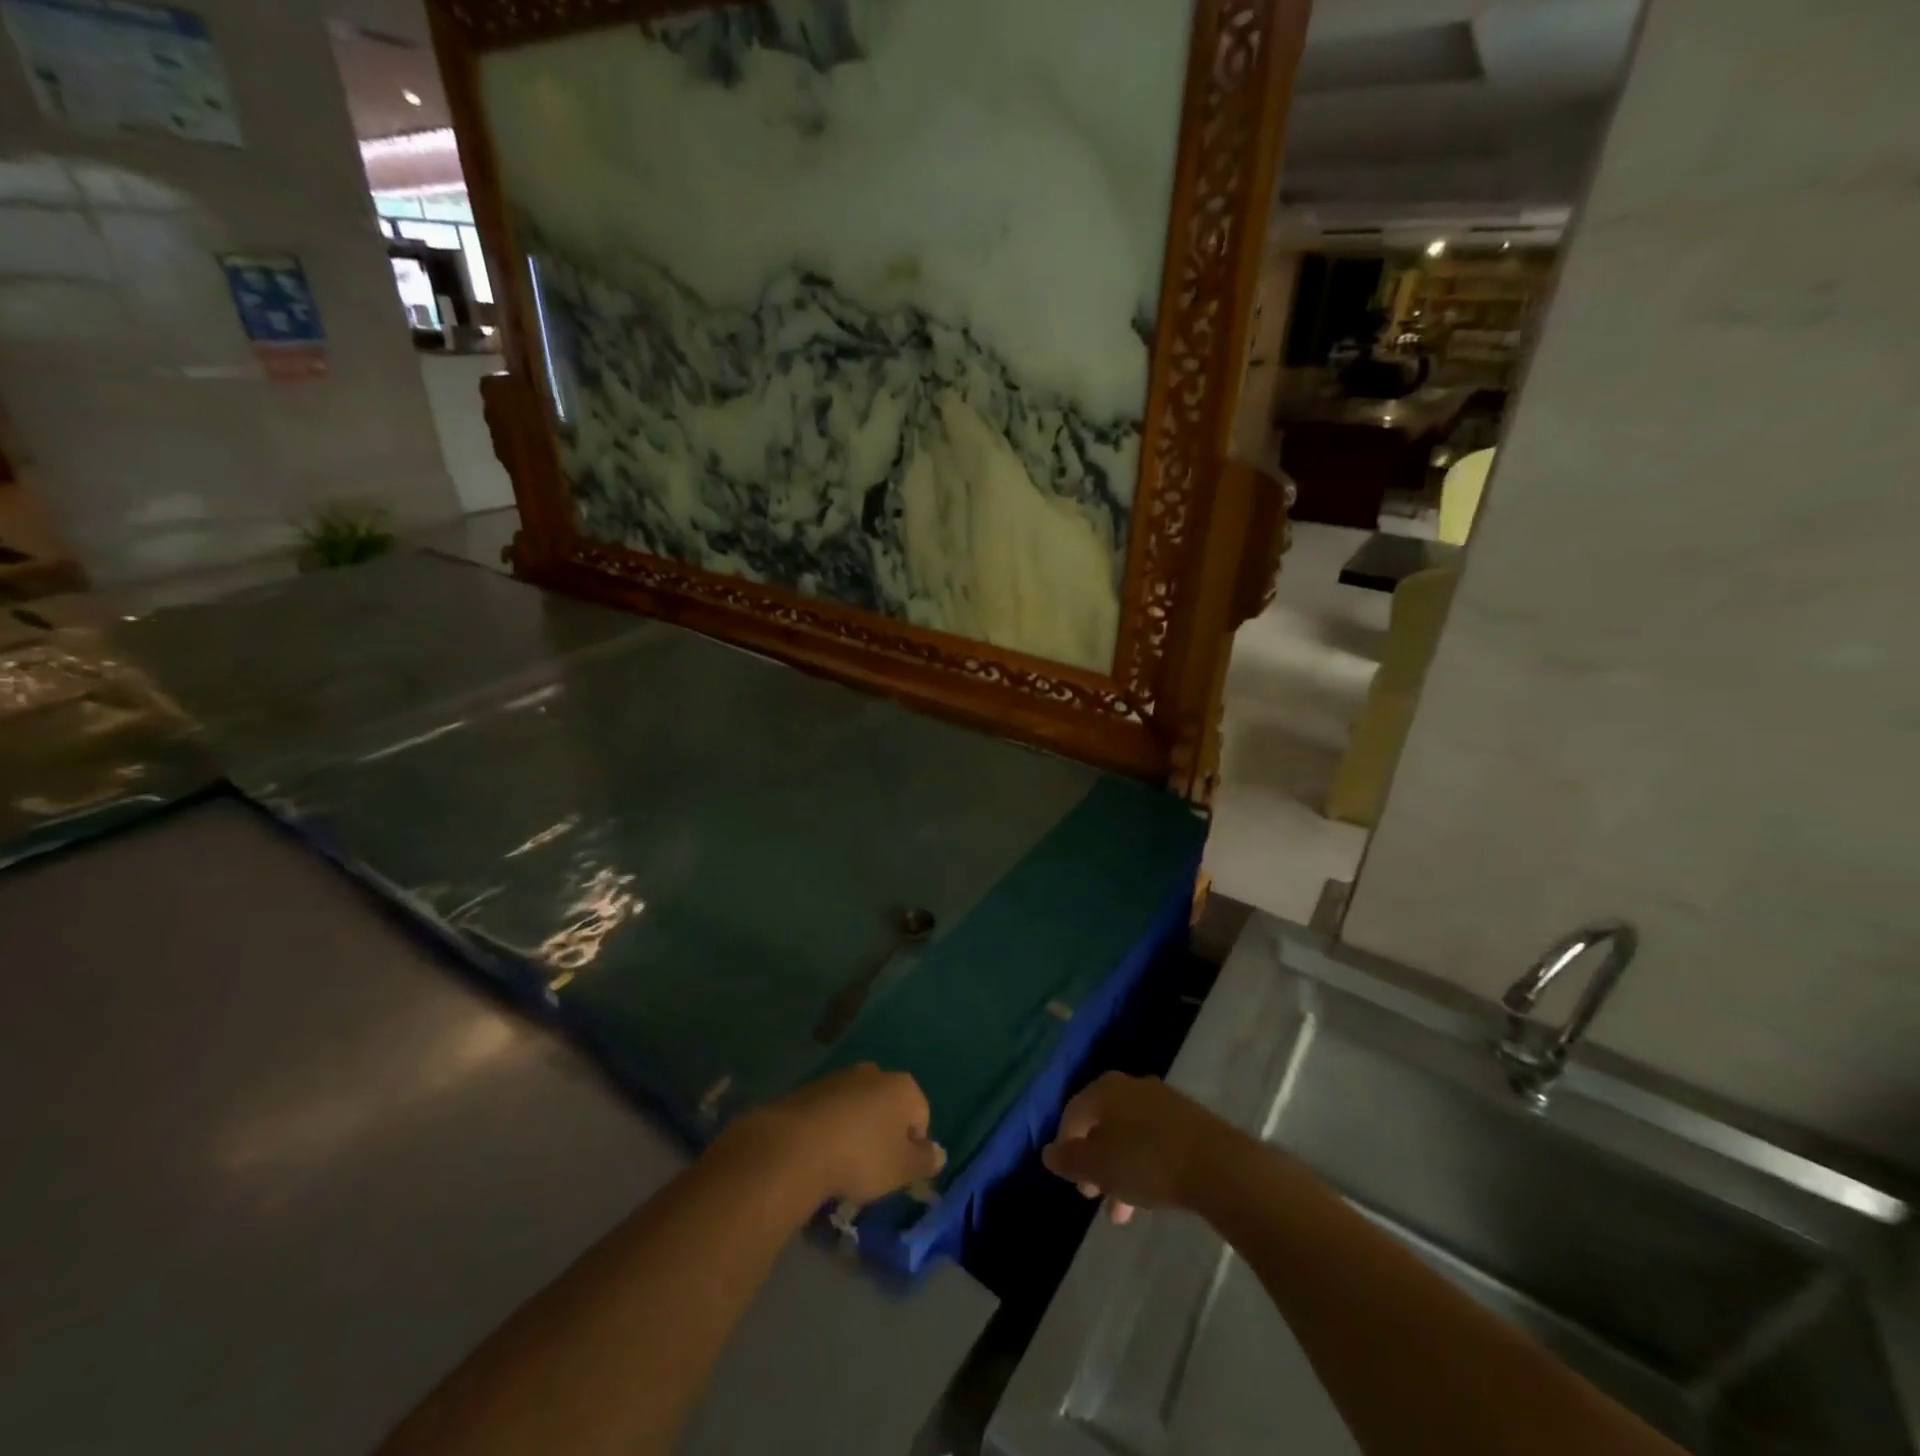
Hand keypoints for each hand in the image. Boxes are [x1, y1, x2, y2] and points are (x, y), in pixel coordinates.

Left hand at [727, 1064, 945, 1208]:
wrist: (795, 1147)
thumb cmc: (861, 1157)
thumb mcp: (901, 1169)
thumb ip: (925, 1161)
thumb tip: (939, 1153)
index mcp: (903, 1087)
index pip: (921, 1116)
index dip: (912, 1147)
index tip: (895, 1172)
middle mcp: (874, 1073)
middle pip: (888, 1108)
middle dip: (883, 1135)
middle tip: (871, 1169)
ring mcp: (840, 1077)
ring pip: (858, 1108)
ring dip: (855, 1132)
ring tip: (841, 1166)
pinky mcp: (809, 1089)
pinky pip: (830, 1112)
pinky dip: (830, 1130)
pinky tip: (819, 1155)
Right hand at [1042, 1073, 1239, 1224]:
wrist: (1218, 1165)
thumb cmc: (1146, 1162)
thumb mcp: (1097, 1167)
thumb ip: (1069, 1160)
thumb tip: (1048, 1152)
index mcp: (1104, 1089)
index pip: (1073, 1113)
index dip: (1066, 1146)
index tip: (1072, 1181)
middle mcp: (1131, 1086)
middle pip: (1103, 1124)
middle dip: (1095, 1162)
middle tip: (1095, 1195)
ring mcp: (1163, 1100)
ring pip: (1129, 1135)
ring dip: (1121, 1170)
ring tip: (1124, 1210)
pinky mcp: (1189, 1119)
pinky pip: (1155, 1140)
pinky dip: (1146, 1164)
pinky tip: (1152, 1193)